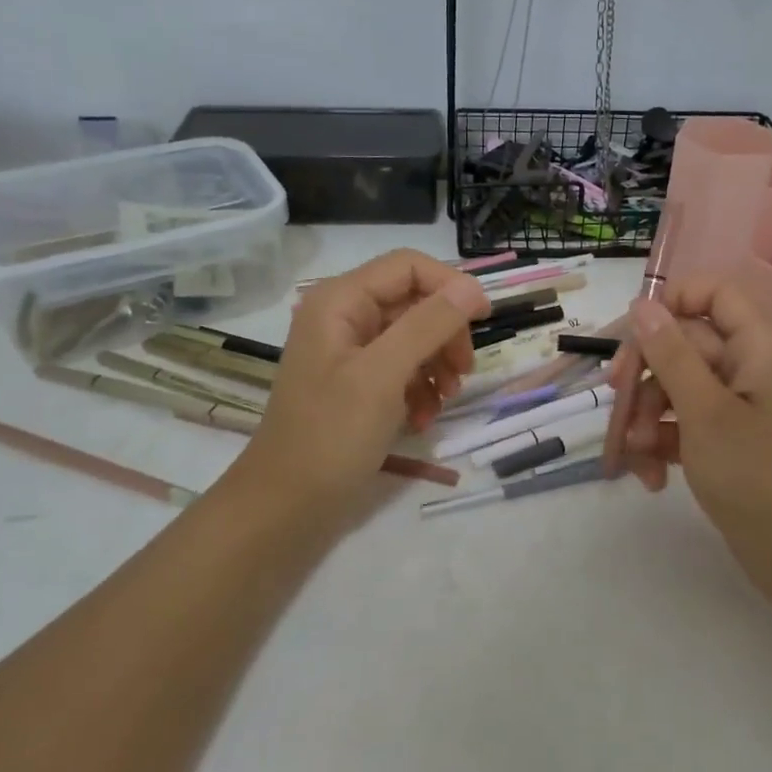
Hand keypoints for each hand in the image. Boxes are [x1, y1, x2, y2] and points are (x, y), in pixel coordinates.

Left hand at [231, 250, 489, 516]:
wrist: (286, 505)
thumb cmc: (331, 436)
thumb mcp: (383, 376)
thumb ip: (427, 325)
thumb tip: (470, 288)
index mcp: (340, 301)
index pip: (408, 266)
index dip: (450, 286)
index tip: (484, 320)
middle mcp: (344, 317)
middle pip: (414, 302)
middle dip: (445, 334)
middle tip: (463, 372)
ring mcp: (350, 353)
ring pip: (413, 337)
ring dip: (437, 365)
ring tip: (445, 401)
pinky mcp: (357, 384)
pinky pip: (402, 369)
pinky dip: (420, 389)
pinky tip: (424, 418)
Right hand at [610, 281, 771, 614]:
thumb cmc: (760, 475)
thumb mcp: (705, 412)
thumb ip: (671, 354)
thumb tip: (643, 304)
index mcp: (760, 345)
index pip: (713, 293)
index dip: (671, 302)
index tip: (632, 335)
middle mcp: (751, 367)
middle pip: (684, 346)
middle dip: (646, 378)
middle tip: (616, 401)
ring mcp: (740, 406)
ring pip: (677, 389)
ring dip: (647, 419)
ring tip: (634, 456)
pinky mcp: (729, 441)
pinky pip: (685, 424)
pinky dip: (664, 445)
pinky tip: (651, 479)